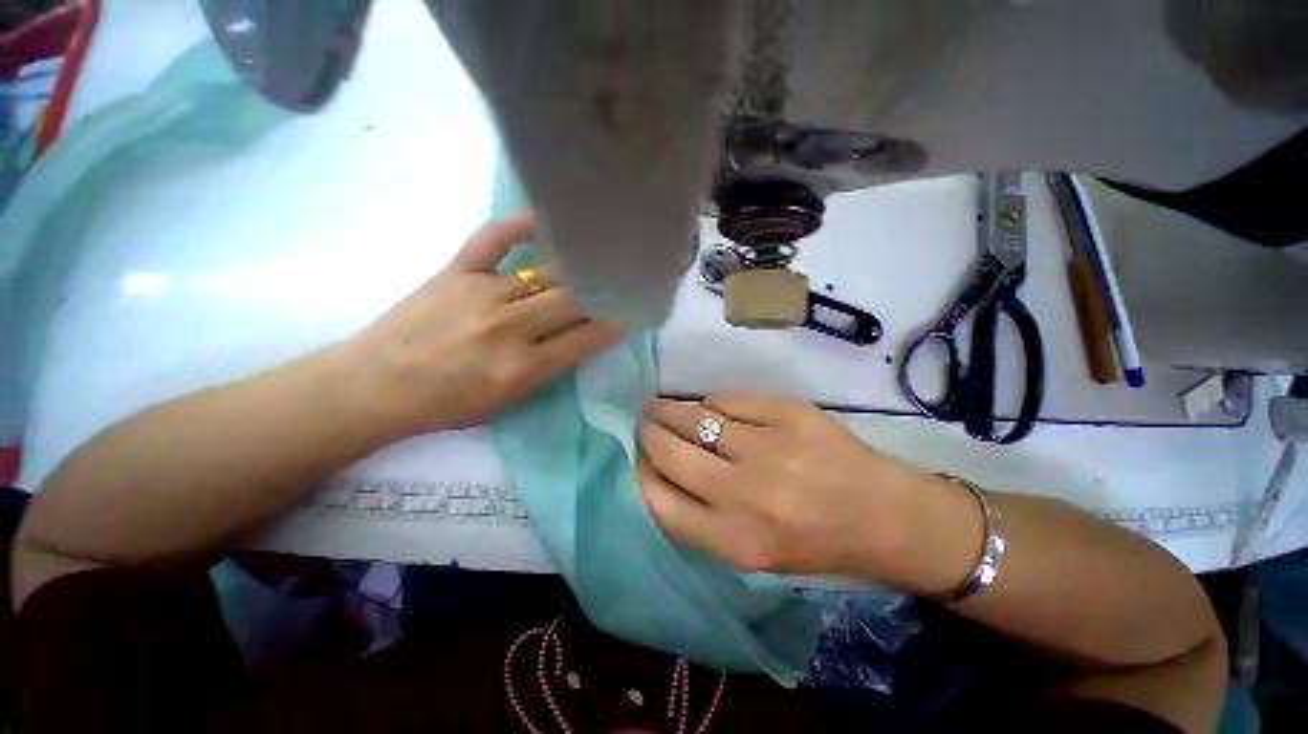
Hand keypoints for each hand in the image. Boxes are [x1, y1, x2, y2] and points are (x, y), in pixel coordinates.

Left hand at [342, 213, 623, 437]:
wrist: (374, 385)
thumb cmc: (445, 405)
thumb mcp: (507, 402)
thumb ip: (548, 370)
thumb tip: (578, 337)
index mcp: (522, 368)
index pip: (586, 338)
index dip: (616, 323)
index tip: (634, 310)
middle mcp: (509, 328)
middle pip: (573, 301)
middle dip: (605, 289)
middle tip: (625, 277)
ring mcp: (482, 294)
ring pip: (545, 273)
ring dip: (578, 265)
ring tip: (600, 253)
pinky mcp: (455, 271)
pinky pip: (493, 239)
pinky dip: (519, 225)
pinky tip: (545, 219)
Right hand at [638, 393, 937, 576]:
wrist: (883, 516)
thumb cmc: (811, 542)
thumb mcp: (747, 551)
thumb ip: (698, 516)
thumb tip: (656, 466)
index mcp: (734, 541)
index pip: (659, 500)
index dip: (641, 472)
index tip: (638, 456)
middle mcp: (746, 495)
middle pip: (670, 452)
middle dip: (648, 433)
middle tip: (644, 422)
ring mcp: (769, 448)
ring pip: (695, 417)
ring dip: (670, 409)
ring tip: (661, 407)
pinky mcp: (789, 413)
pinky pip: (729, 399)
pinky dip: (712, 403)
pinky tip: (711, 408)